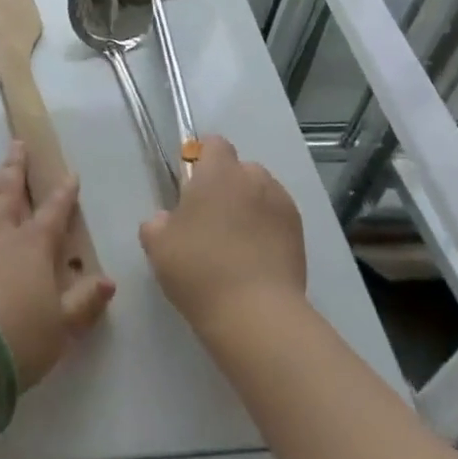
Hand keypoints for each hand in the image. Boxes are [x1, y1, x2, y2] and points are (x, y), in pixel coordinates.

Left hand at [0, 142, 115, 387]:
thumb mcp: (62, 328)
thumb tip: (109, 280)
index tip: (70, 174)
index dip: (64, 193)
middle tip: (17, 143)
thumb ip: (85, 302)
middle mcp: (1, 230)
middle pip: (10, 190)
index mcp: (34, 246)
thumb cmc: (17, 338)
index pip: (54, 212)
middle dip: (17, 166)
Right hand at [140, 135, 305, 337]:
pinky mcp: (300, 232)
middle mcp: (253, 177)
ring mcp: (281, 204)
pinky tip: (257, 258)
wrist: (256, 314)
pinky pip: (277, 217)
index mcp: (218, 172)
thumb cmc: (199, 270)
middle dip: (227, 186)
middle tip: (211, 221)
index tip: (191, 188)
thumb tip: (167, 219)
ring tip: (238, 243)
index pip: (214, 144)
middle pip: (239, 169)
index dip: (202, 160)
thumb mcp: (157, 246)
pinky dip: (268, 228)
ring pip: (261, 193)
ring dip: (249, 206)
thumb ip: (157, 222)